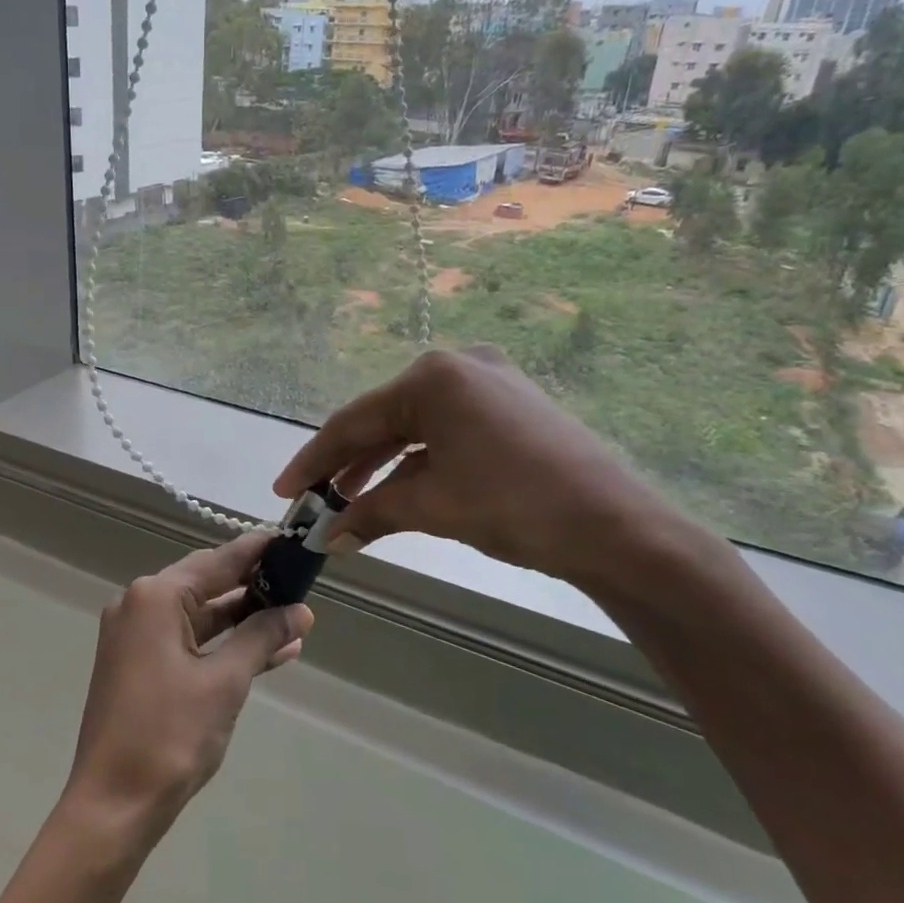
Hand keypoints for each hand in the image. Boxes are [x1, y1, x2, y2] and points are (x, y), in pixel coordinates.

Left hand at [63, 533, 311, 844]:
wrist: (113, 805)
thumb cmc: (170, 735)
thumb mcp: (225, 681)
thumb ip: (262, 637)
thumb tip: (300, 612)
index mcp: (156, 597)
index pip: (218, 561)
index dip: (258, 551)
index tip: (292, 541)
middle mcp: (140, 605)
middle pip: (207, 584)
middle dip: (255, 587)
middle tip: (301, 582)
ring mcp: (136, 636)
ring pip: (200, 615)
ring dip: (243, 619)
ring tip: (295, 619)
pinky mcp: (138, 664)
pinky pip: (188, 641)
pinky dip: (222, 644)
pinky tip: (266, 652)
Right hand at [274, 347, 692, 591]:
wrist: (618, 528)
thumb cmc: (515, 506)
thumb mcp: (432, 506)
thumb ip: (370, 512)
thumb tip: (327, 537)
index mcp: (433, 376)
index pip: (355, 420)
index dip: (314, 460)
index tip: (285, 492)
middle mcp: (458, 365)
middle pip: (384, 418)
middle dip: (348, 463)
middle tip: (316, 500)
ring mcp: (489, 381)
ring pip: (415, 425)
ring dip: (382, 464)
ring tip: (350, 500)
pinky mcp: (511, 404)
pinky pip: (447, 429)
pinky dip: (419, 459)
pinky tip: (400, 487)